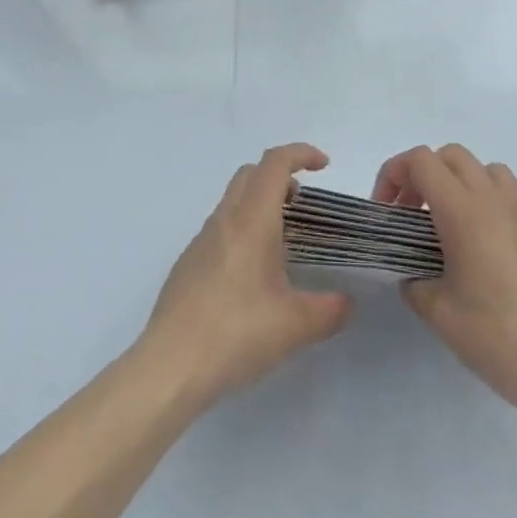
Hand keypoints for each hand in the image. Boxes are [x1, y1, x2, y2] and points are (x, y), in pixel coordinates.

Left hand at [139, 143, 352, 407]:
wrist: (170, 364)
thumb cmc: (236, 332)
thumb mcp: (294, 326)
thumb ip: (328, 310)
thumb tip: (346, 303)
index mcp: (251, 219)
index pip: (275, 162)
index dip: (301, 153)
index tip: (323, 165)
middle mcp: (225, 218)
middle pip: (252, 174)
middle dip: (280, 177)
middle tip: (303, 208)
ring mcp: (202, 240)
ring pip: (234, 201)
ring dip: (260, 206)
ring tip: (283, 245)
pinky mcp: (189, 263)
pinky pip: (221, 229)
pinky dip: (242, 231)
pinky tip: (252, 278)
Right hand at [375, 144, 516, 446]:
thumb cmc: (500, 338)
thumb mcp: (440, 315)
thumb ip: (415, 283)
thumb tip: (413, 274)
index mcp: (464, 210)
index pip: (421, 161)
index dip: (394, 174)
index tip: (386, 211)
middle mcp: (494, 200)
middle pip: (451, 156)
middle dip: (424, 175)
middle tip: (412, 215)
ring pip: (486, 170)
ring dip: (460, 183)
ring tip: (450, 225)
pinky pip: (510, 200)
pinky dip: (488, 208)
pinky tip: (486, 254)